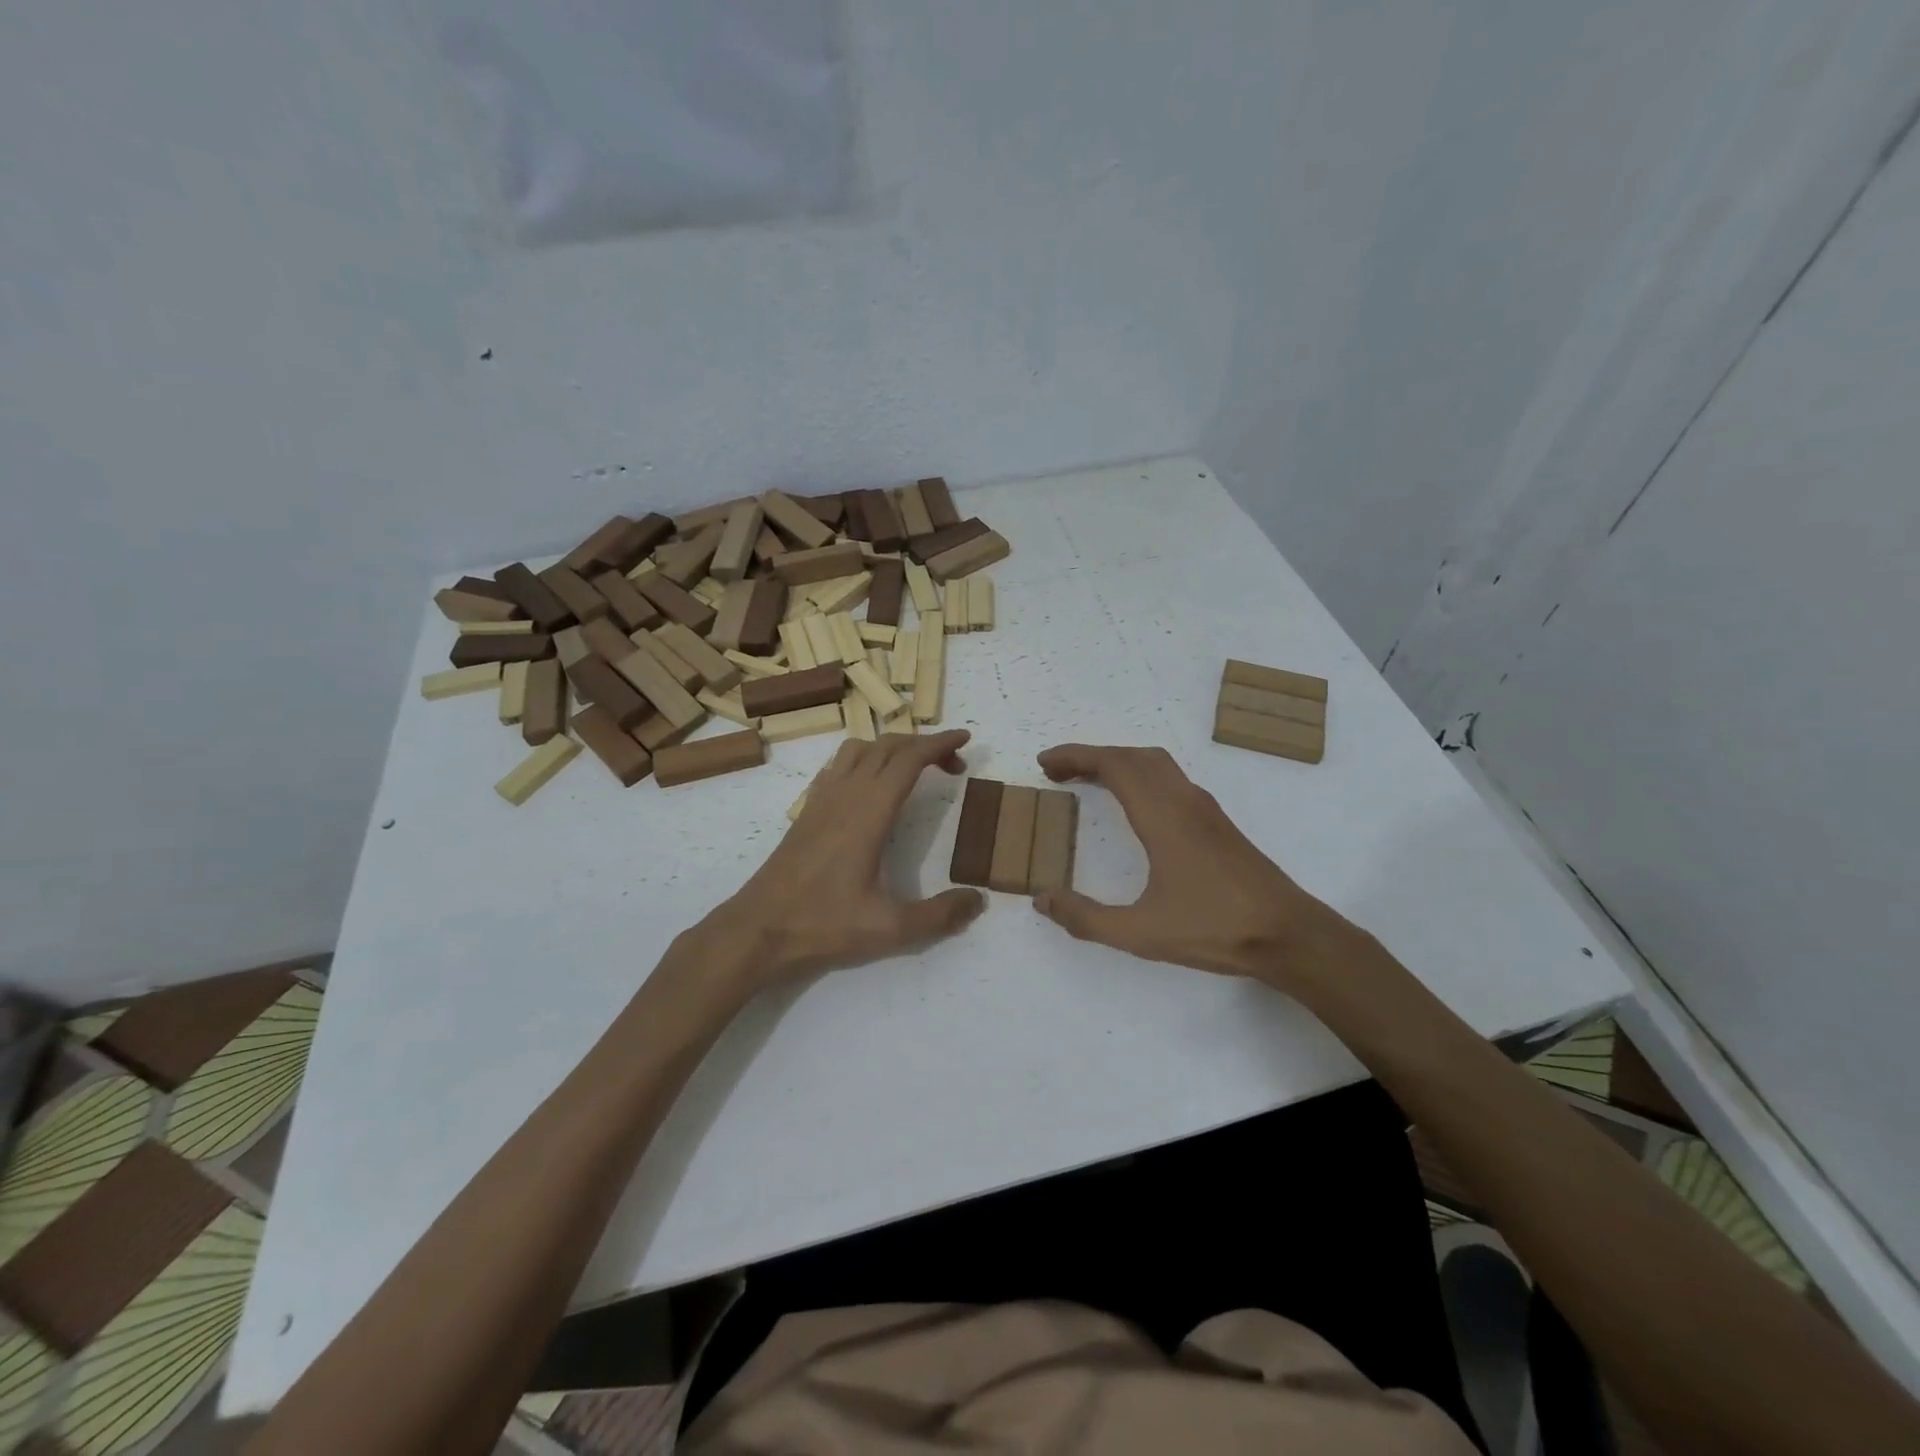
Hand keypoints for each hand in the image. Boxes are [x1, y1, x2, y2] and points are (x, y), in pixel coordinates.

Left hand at [698, 730, 985, 990]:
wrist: (759, 929)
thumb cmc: (823, 924)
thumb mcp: (890, 928)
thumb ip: (939, 915)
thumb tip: (979, 900)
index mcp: (869, 810)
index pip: (909, 758)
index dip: (940, 743)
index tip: (966, 739)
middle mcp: (846, 793)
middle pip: (888, 746)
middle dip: (924, 745)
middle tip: (953, 765)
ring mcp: (822, 799)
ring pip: (860, 749)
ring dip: (892, 748)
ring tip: (914, 770)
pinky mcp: (807, 811)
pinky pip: (839, 766)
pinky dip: (864, 760)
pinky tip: (870, 787)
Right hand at [1032, 744, 1358, 989]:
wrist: (1290, 935)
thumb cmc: (1215, 929)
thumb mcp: (1141, 933)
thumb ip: (1087, 918)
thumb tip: (1043, 899)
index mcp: (1163, 816)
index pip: (1114, 765)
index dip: (1075, 756)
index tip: (1045, 763)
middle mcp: (1184, 801)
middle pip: (1133, 756)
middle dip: (1091, 756)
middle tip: (1058, 771)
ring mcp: (1205, 809)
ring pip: (1156, 764)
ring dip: (1119, 762)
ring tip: (1089, 781)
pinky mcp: (1218, 823)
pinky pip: (1170, 779)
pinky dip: (1140, 776)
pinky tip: (1135, 805)